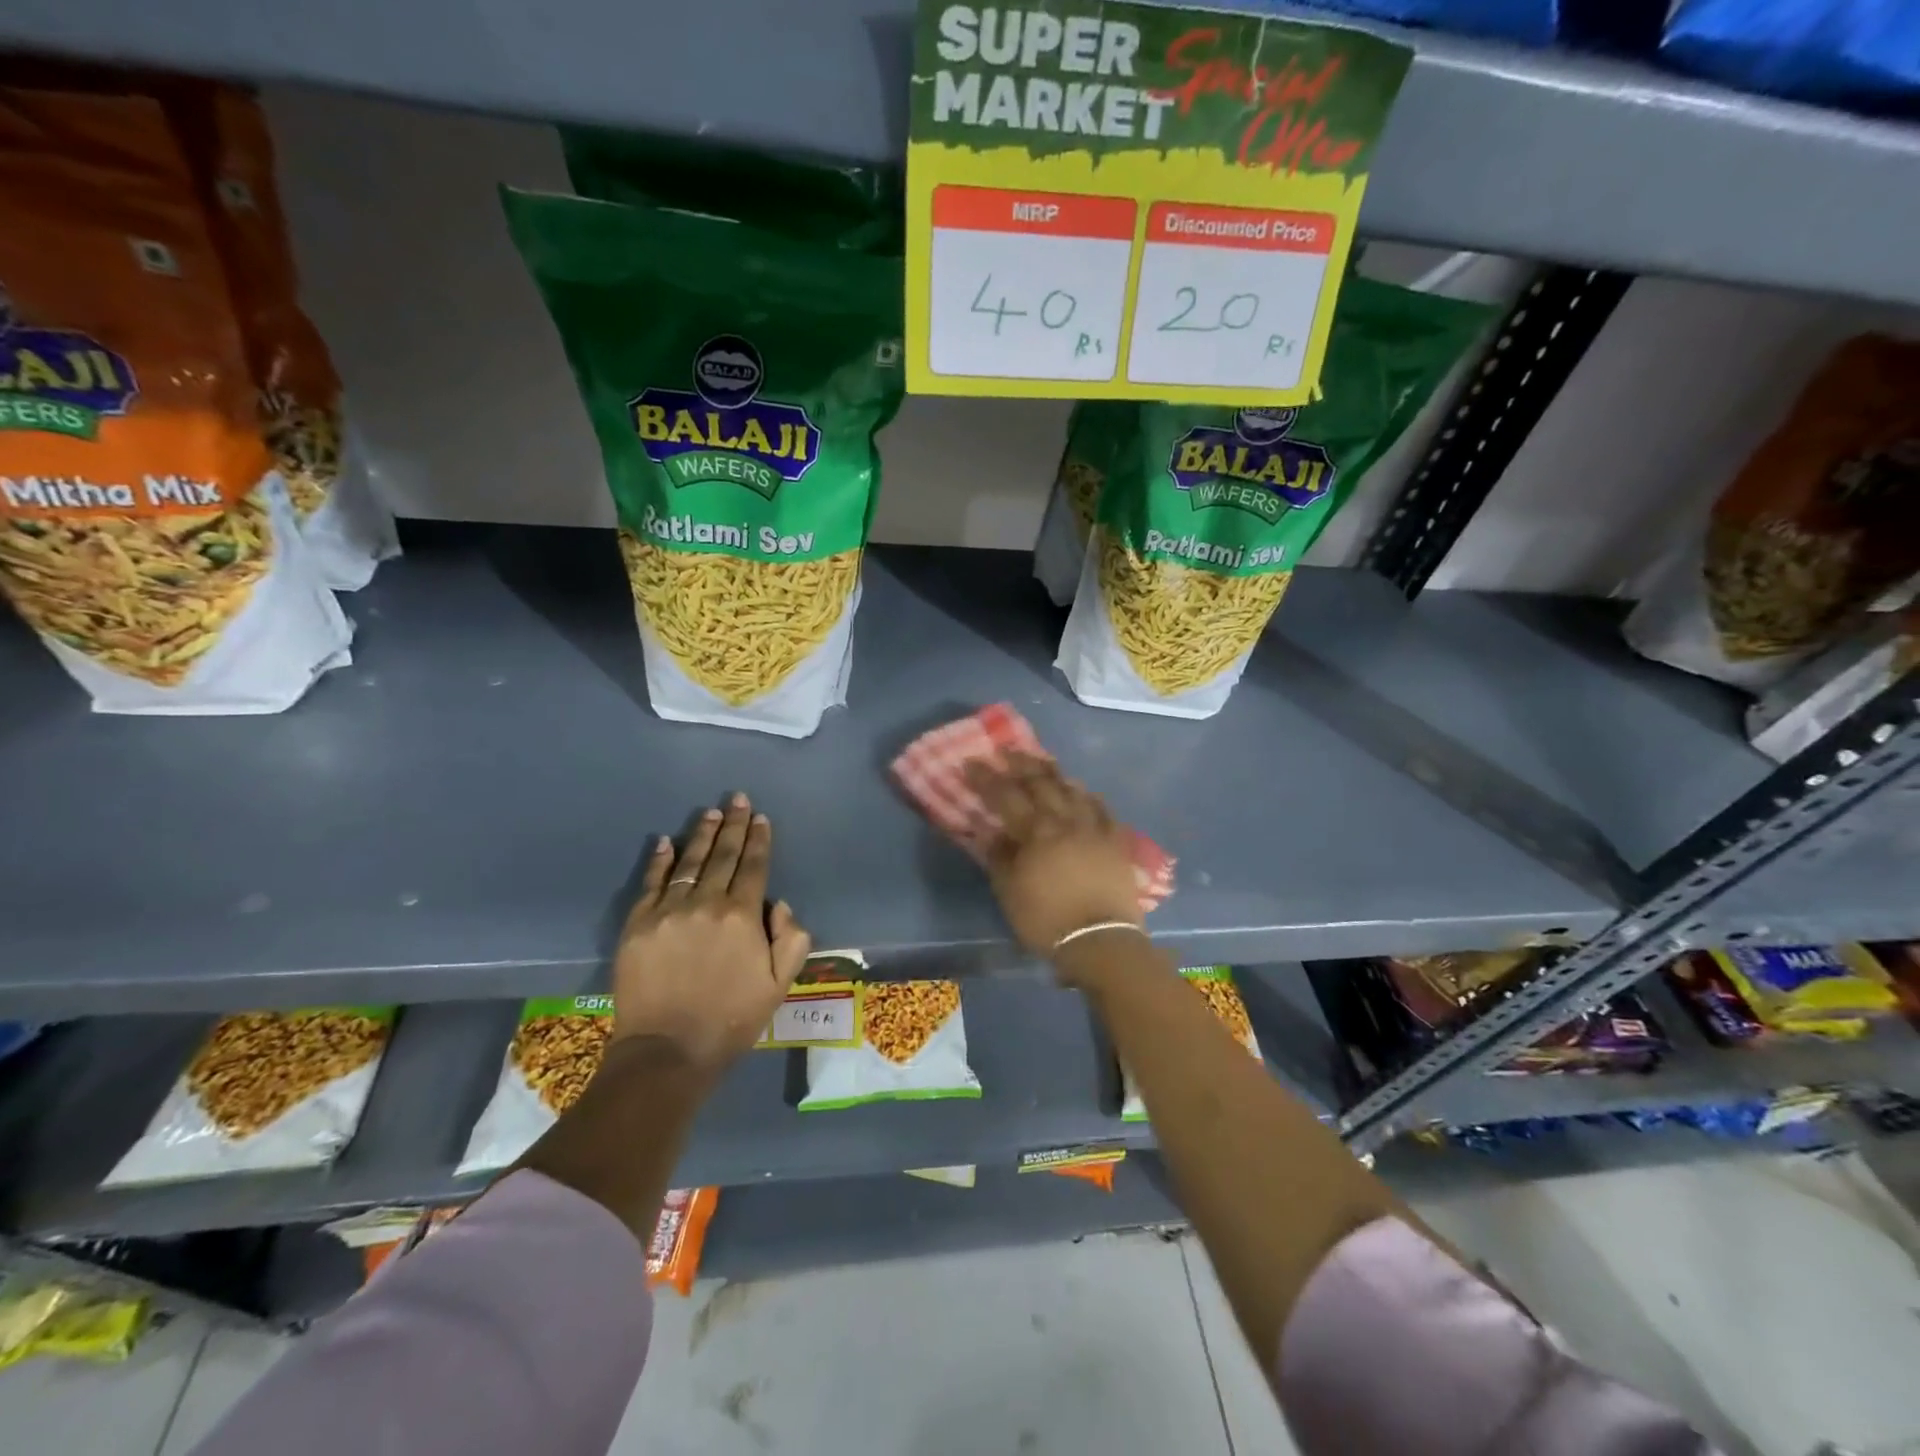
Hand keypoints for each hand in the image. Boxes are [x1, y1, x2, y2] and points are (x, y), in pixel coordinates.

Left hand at [612, 793, 812, 1071]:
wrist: (667, 1051)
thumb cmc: (731, 1019)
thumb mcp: (779, 985)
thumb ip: (791, 939)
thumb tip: (780, 904)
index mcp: (743, 916)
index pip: (754, 866)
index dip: (759, 840)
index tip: (761, 818)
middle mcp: (706, 903)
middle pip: (723, 856)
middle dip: (734, 825)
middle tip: (738, 799)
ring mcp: (668, 911)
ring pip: (690, 863)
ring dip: (702, 835)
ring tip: (711, 813)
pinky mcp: (638, 925)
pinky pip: (651, 883)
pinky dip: (659, 860)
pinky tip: (665, 841)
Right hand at [964, 752, 1142, 968]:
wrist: (1101, 940)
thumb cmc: (1047, 920)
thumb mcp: (1010, 892)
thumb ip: (999, 856)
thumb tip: (990, 831)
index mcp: (1036, 831)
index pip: (1006, 795)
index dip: (987, 778)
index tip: (972, 762)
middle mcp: (1065, 820)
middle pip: (1041, 783)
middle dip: (1021, 764)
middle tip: (1006, 751)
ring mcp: (1094, 828)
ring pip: (1072, 789)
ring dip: (1054, 773)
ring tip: (1041, 763)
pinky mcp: (1115, 841)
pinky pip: (1101, 808)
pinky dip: (1087, 795)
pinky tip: (1082, 790)